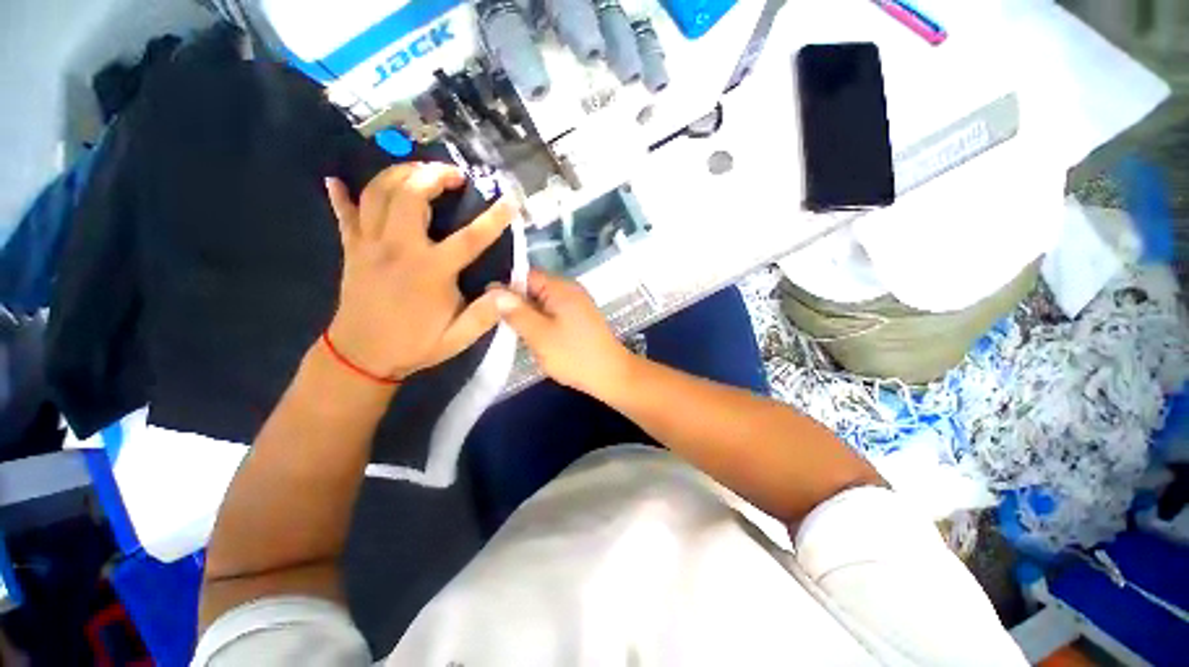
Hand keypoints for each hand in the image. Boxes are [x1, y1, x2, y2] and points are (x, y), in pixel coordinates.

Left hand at [324, 163, 513, 380]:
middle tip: (454, 175)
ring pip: (378, 194)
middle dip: (434, 175)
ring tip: (419, 171)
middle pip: (411, 196)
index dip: (493, 219)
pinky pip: (343, 214)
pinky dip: (341, 195)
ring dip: (399, 174)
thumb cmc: (415, 345)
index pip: (470, 238)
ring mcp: (370, 246)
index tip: (509, 201)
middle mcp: (399, 249)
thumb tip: (506, 291)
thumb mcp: (458, 338)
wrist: (362, 356)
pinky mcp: (352, 249)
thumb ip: (484, 315)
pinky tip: (337, 180)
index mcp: (431, 272)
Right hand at [492, 269, 632, 396]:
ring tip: (520, 335)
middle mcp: (570, 290)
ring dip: (530, 317)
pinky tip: (538, 340)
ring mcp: (577, 305)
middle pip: (534, 289)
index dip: (506, 289)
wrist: (611, 375)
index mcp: (561, 288)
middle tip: (505, 327)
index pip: (525, 275)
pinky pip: (554, 314)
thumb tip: (494, 291)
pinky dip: (543, 324)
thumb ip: (516, 312)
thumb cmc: (574, 355)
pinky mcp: (580, 319)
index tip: (490, 309)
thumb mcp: (539, 334)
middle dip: (518, 305)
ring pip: (543, 304)